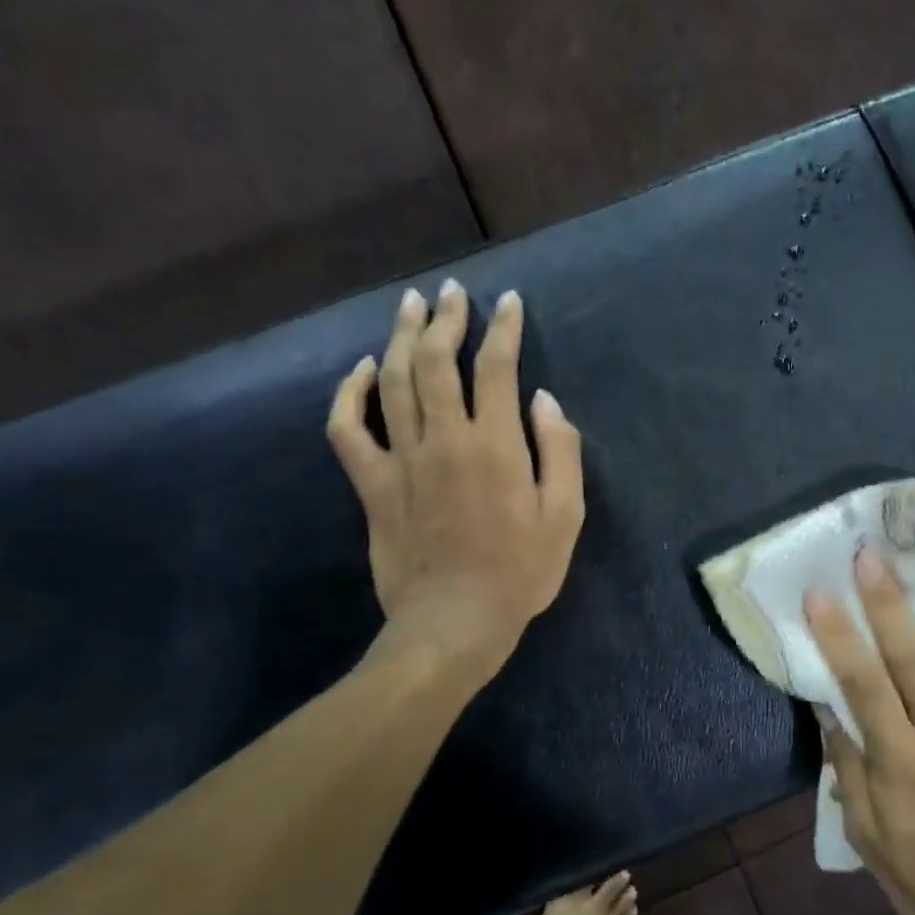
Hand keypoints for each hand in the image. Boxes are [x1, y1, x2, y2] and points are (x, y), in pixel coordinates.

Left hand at [327, 281, 584, 678]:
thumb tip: (543, 400)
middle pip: (438, 361)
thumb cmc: (519, 573)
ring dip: (402, 337)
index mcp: (495, 445)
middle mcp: (445, 439)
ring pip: (395, 382)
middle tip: (451, 292)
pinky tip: (363, 370)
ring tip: (410, 306)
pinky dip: (350, 394)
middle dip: (447, 318)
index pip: (497, 367)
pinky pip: (348, 430)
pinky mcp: (372, 485)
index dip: (504, 328)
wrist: (454, 623)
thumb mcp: (565, 517)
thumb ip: (560, 452)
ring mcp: (402, 460)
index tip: (507, 301)